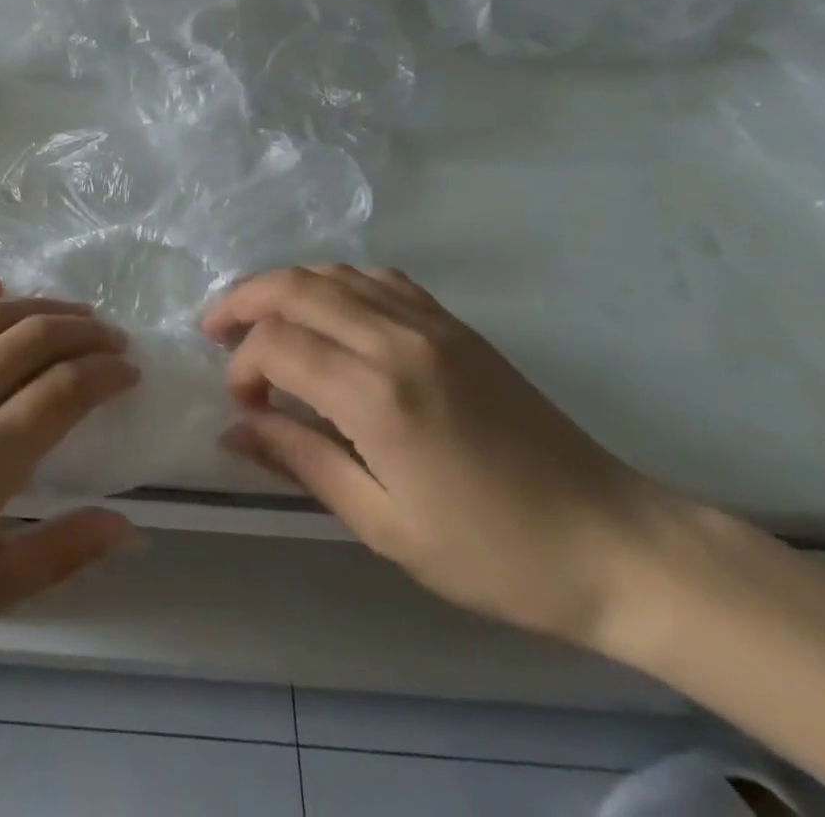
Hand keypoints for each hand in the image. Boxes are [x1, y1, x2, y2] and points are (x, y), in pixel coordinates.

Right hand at [205, 266, 682, 652]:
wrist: (610, 539)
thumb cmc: (492, 552)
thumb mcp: (385, 525)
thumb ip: (303, 462)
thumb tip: (237, 428)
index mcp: (378, 395)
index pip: (278, 346)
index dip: (243, 367)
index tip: (243, 407)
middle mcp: (398, 339)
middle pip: (296, 287)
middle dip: (244, 301)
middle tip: (215, 330)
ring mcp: (430, 322)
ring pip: (334, 273)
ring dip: (286, 287)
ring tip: (260, 318)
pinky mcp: (454, 323)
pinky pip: (378, 279)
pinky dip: (336, 283)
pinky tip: (328, 312)